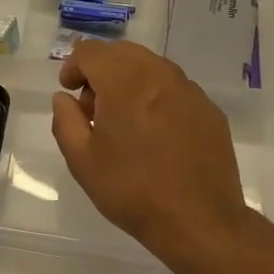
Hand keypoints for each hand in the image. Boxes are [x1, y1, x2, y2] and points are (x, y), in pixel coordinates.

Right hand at [50, 39, 252, 261]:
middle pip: (121, 52)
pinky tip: (156, 133)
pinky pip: (174, 87)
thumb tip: (64, 98)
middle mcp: (159, 74)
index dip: (73, 66)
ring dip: (129, 80)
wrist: (200, 221)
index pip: (91, 51)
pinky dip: (156, 96)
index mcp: (124, 81)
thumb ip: (66, 120)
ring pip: (150, 66)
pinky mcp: (209, 108)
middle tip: (94, 108)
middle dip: (101, 70)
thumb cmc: (133, 191)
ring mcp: (188, 89)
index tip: (70, 91)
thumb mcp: (82, 161)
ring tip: (125, 121)